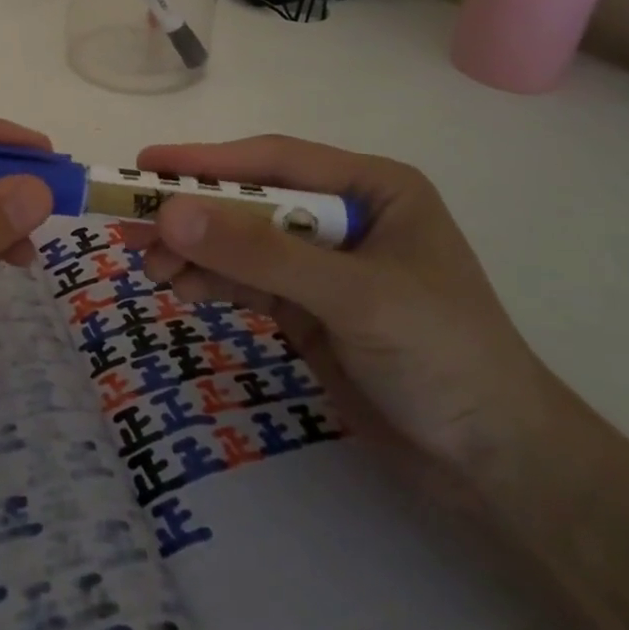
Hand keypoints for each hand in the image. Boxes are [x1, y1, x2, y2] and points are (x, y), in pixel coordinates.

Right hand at [127, 137, 554, 480]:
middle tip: (132, 221)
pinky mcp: (308, 308)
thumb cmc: (443, 356)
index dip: (207, 161)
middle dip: (193, 213)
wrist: (496, 468)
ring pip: (241, 243)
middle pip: (250, 201)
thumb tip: (170, 214)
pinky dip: (210, 281)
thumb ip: (260, 254)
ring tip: (146, 262)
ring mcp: (323, 264)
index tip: (146, 165)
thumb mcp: (352, 296)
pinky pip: (247, 281)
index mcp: (371, 187)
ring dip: (194, 251)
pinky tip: (176, 285)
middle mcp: (344, 215)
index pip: (274, 161)